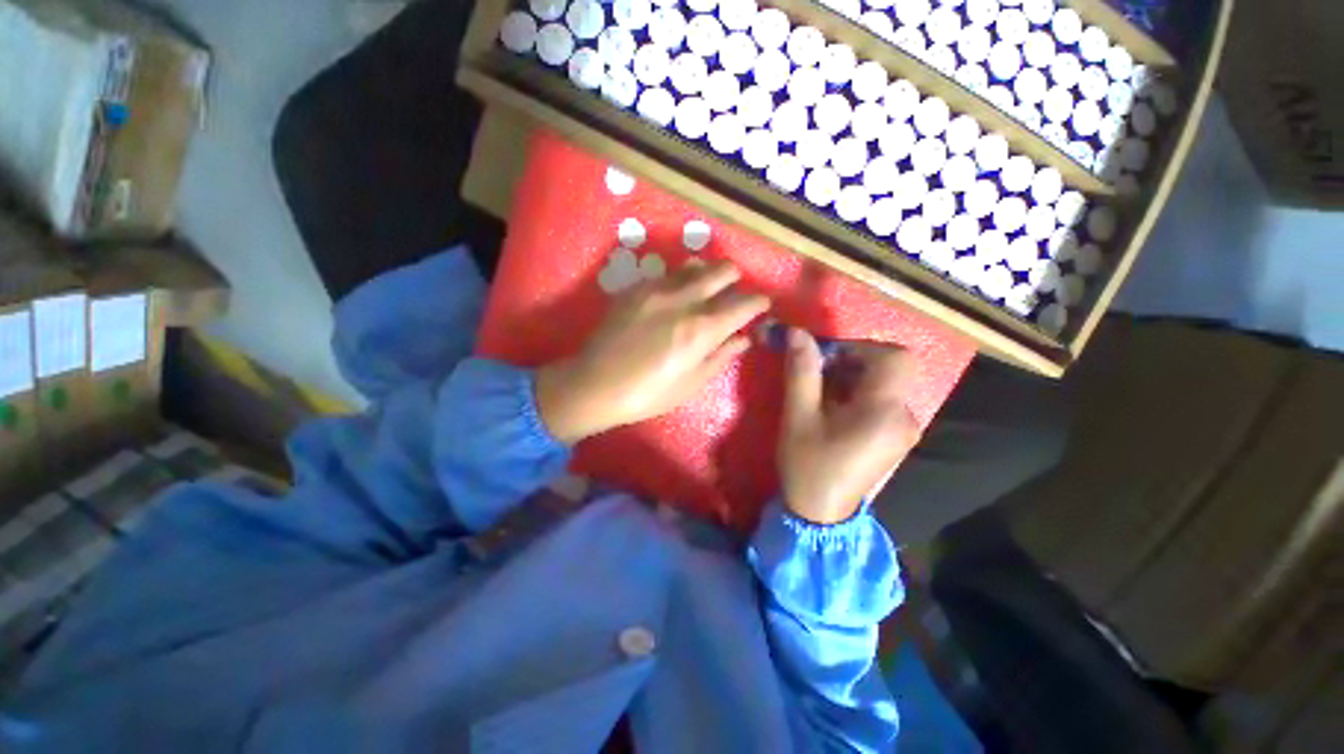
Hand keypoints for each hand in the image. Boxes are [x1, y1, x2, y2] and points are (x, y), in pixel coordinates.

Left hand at [536, 260, 769, 442]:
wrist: (595, 384)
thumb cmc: (648, 394)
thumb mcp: (691, 383)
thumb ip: (721, 356)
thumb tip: (744, 338)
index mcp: (701, 329)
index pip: (744, 303)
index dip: (759, 302)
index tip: (762, 305)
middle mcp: (683, 300)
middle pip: (723, 270)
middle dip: (736, 280)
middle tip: (733, 295)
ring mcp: (657, 289)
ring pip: (695, 264)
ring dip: (708, 275)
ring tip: (704, 292)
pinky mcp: (636, 287)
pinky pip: (668, 273)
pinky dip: (681, 280)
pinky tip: (674, 299)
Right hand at [778, 330, 920, 524]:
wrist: (820, 514)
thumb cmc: (807, 465)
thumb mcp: (798, 416)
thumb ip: (801, 371)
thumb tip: (796, 332)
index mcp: (884, 411)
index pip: (895, 357)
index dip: (860, 347)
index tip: (827, 357)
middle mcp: (904, 417)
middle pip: (891, 368)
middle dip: (853, 361)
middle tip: (819, 372)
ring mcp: (904, 430)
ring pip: (886, 384)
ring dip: (853, 377)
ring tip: (821, 393)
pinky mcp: (897, 438)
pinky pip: (883, 401)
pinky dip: (859, 394)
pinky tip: (833, 409)